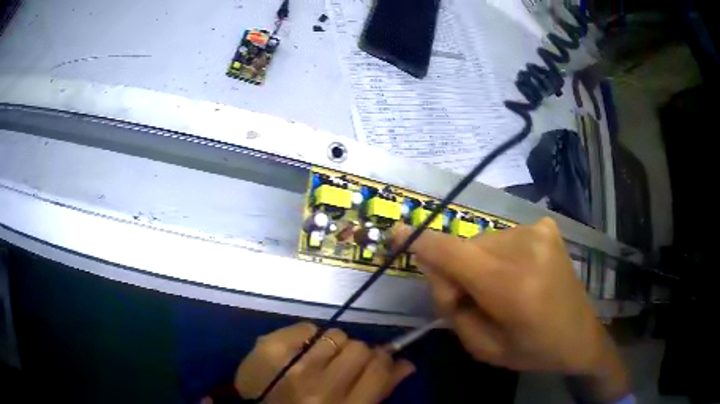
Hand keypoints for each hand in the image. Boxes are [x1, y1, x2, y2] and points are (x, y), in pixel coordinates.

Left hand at [235, 322, 414, 403]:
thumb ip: (379, 389)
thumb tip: (406, 363)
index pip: (378, 370)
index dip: (383, 359)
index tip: (380, 358)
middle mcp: (320, 390)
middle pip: (359, 348)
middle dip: (355, 354)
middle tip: (342, 363)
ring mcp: (292, 367)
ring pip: (336, 335)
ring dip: (332, 346)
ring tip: (318, 359)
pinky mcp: (270, 348)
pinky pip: (308, 326)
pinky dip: (308, 336)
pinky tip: (298, 351)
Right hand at [392, 218, 628, 399]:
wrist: (580, 335)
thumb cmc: (532, 350)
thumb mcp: (484, 348)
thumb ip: (454, 309)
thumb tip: (439, 271)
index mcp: (511, 286)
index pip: (454, 254)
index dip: (422, 243)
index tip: (396, 232)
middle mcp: (525, 248)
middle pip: (465, 249)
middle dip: (456, 273)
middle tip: (472, 301)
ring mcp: (538, 232)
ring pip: (482, 242)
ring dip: (478, 265)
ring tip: (501, 291)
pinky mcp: (546, 227)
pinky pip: (503, 237)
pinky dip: (499, 256)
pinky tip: (519, 274)